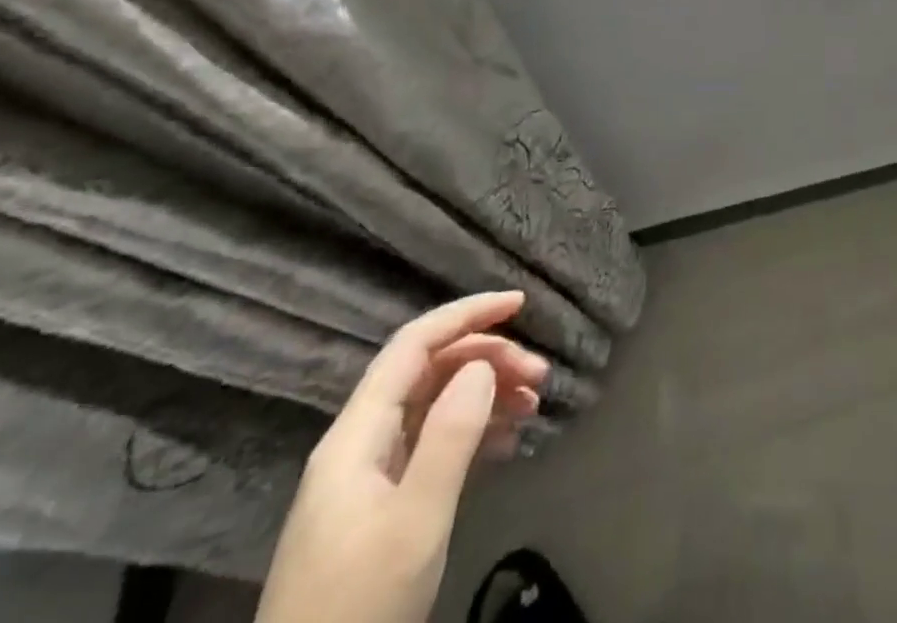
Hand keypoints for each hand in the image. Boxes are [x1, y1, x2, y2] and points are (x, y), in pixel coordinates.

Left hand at [255, 292, 549, 622]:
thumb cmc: (360, 607)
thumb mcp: (415, 522)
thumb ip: (450, 436)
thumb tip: (483, 364)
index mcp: (356, 435)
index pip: (413, 345)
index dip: (466, 314)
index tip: (521, 305)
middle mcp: (359, 444)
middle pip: (428, 371)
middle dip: (487, 359)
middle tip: (540, 376)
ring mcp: (366, 477)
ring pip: (434, 405)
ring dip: (485, 393)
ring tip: (533, 404)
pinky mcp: (379, 507)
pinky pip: (432, 442)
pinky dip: (473, 430)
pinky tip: (507, 440)